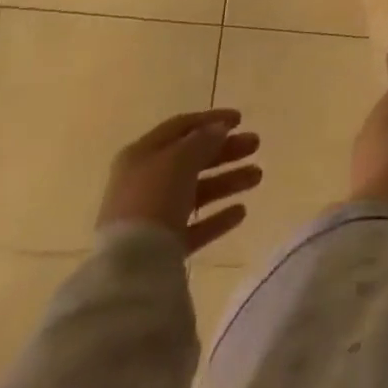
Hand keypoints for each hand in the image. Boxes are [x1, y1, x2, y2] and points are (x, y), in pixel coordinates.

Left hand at [96, 109, 261, 255]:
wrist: (130, 268)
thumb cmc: (153, 198)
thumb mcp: (181, 158)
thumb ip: (203, 140)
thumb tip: (219, 129)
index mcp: (142, 154)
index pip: (180, 127)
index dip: (211, 119)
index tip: (241, 119)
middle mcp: (145, 183)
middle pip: (192, 159)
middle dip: (226, 151)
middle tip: (255, 144)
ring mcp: (153, 217)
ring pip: (197, 192)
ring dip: (228, 181)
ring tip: (257, 176)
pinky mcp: (163, 248)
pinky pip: (195, 226)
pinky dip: (217, 217)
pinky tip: (241, 212)